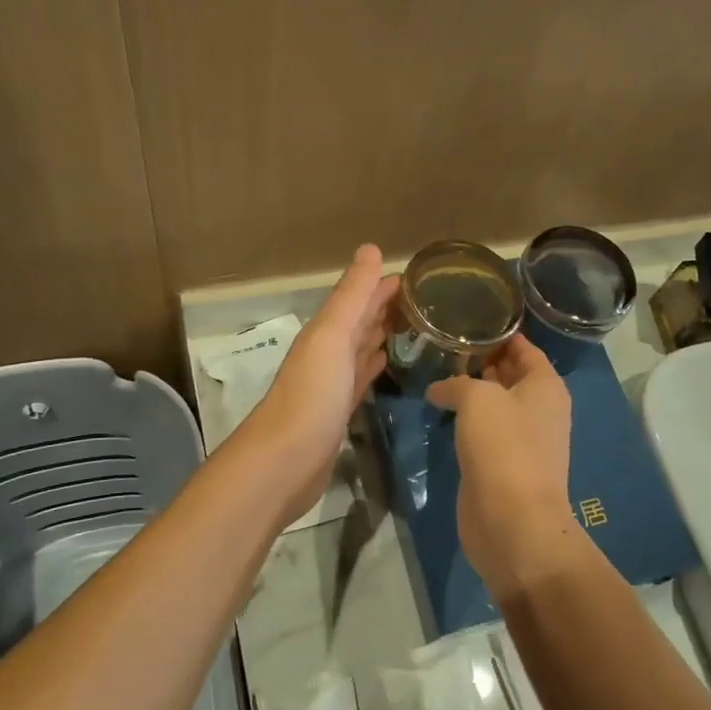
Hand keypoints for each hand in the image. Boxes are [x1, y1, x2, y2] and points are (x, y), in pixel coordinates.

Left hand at [240, 245, 398, 526]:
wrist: (285, 460)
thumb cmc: (311, 394)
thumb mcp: (332, 336)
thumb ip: (352, 296)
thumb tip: (371, 249)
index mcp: (325, 333)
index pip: (358, 299)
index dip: (382, 286)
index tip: (419, 278)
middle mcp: (327, 353)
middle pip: (359, 323)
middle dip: (386, 308)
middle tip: (425, 301)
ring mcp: (332, 385)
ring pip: (360, 350)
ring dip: (381, 336)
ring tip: (413, 327)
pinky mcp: (338, 413)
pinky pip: (360, 381)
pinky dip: (373, 368)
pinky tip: (386, 364)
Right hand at [427, 333, 580, 597]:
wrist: (512, 520)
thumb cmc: (503, 447)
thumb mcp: (477, 399)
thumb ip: (457, 383)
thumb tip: (439, 388)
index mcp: (546, 386)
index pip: (525, 349)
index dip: (502, 333)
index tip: (472, 318)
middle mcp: (539, 409)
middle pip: (511, 376)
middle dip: (483, 361)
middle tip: (446, 345)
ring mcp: (523, 440)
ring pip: (496, 405)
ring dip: (472, 393)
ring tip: (438, 373)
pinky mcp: (503, 465)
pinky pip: (485, 432)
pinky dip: (467, 421)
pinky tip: (442, 413)